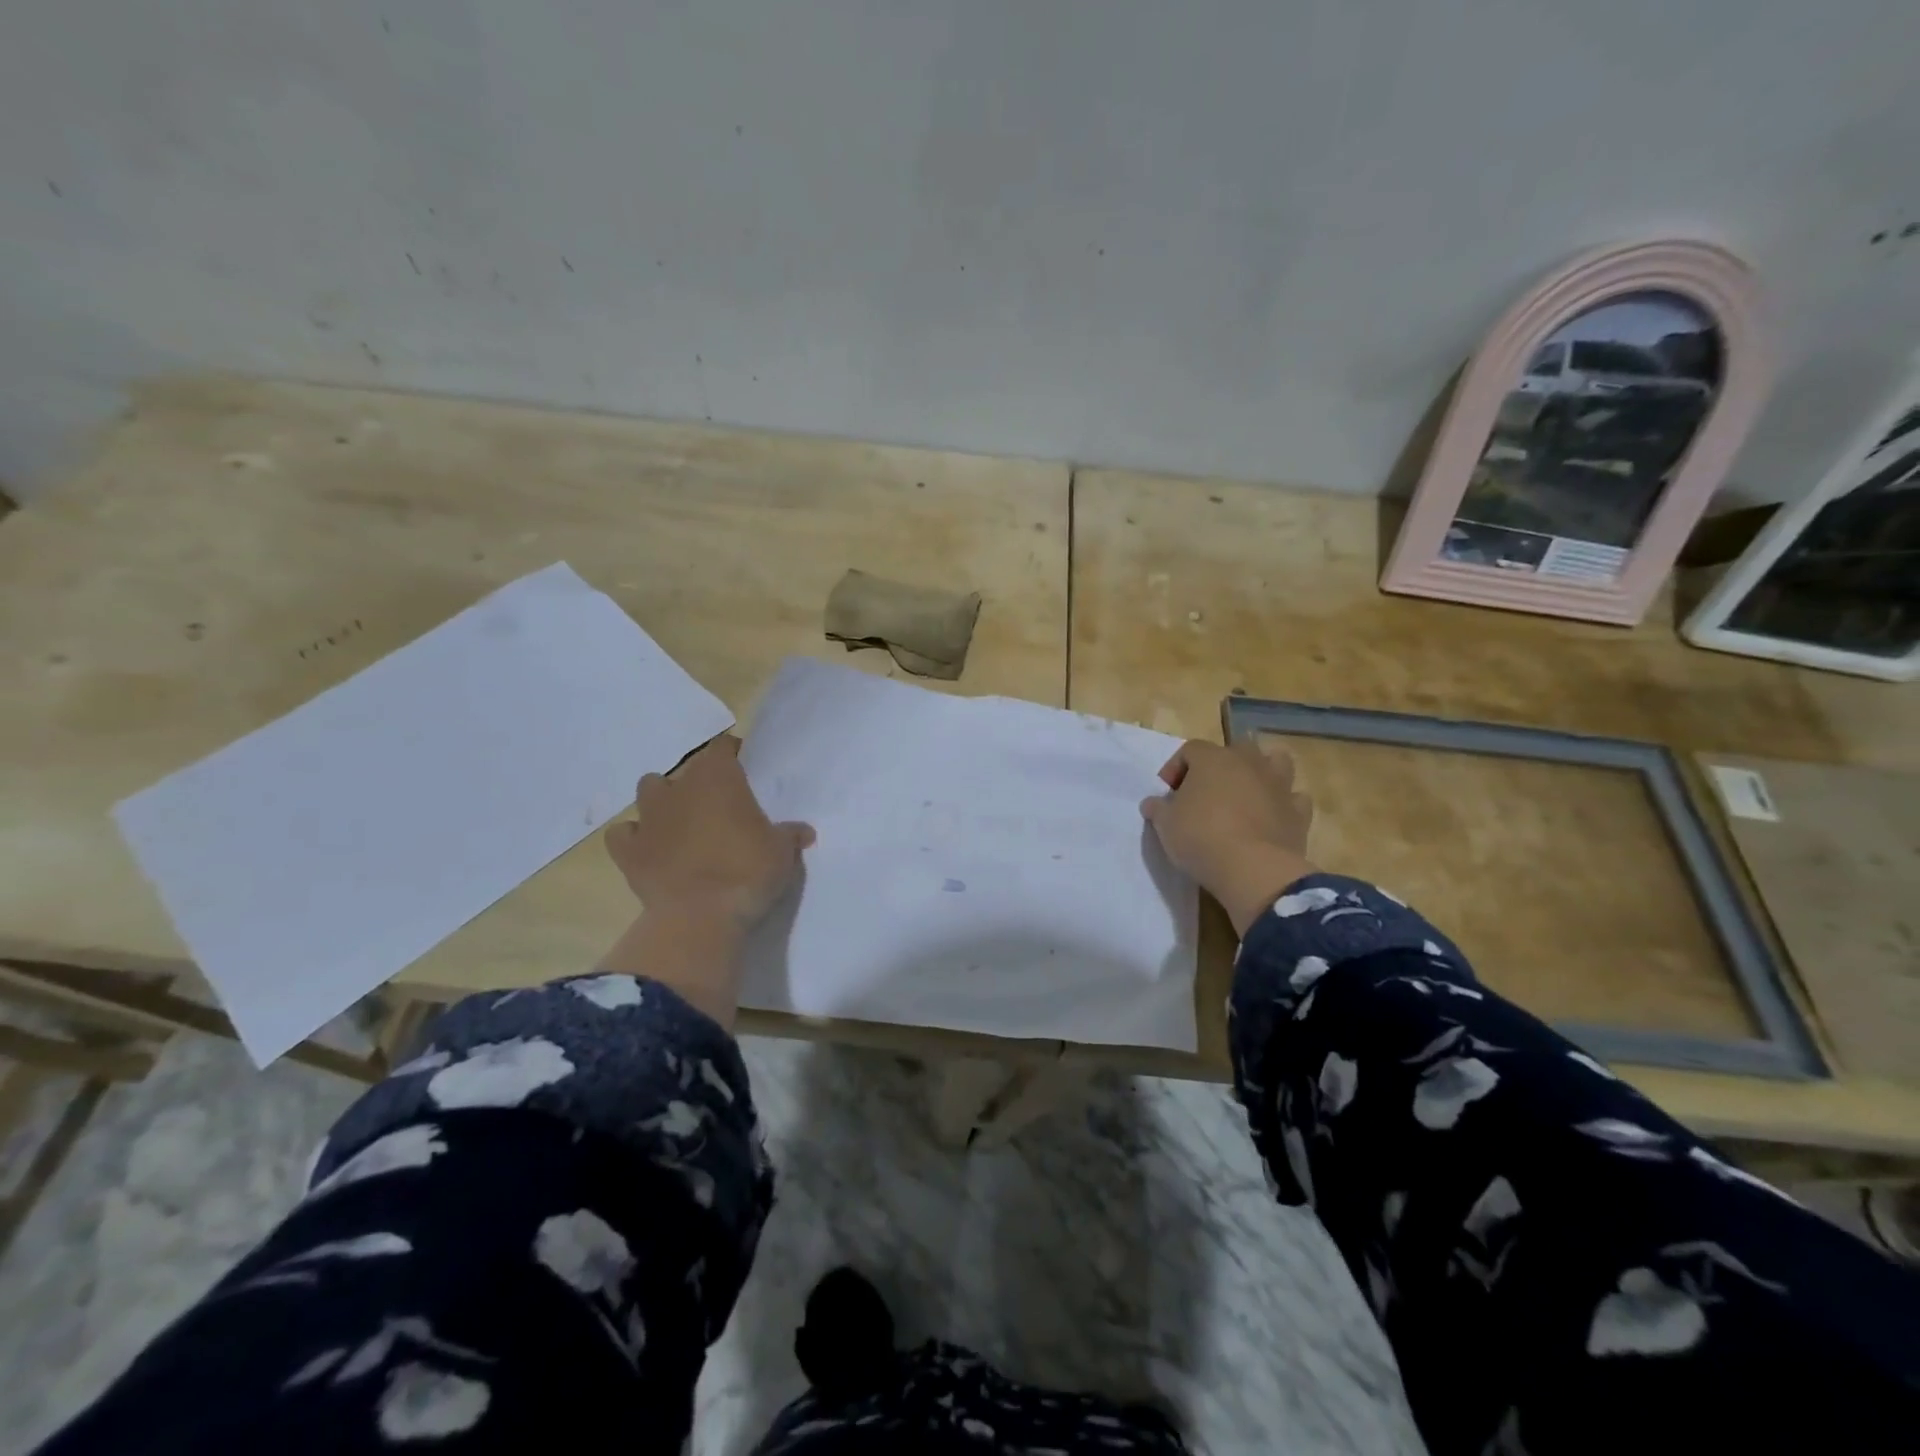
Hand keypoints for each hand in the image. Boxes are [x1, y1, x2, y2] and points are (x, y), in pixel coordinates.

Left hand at [604, 735, 814, 928]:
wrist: (701, 916)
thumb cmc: (748, 871)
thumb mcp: (782, 852)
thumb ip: (789, 835)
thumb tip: (802, 832)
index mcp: (718, 778)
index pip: (722, 748)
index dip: (731, 754)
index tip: (742, 767)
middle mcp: (679, 789)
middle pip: (684, 771)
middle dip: (697, 784)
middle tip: (716, 807)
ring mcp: (648, 819)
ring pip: (648, 792)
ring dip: (662, 803)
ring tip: (680, 824)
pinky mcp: (628, 852)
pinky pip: (623, 835)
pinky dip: (634, 838)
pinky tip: (648, 850)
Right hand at [1140, 738, 1316, 935]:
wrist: (1253, 869)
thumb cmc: (1201, 838)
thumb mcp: (1166, 825)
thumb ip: (1158, 809)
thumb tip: (1152, 803)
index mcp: (1212, 759)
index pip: (1190, 750)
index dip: (1176, 768)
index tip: (1167, 794)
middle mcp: (1248, 762)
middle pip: (1236, 749)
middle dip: (1221, 765)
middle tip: (1206, 792)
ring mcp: (1278, 785)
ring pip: (1276, 762)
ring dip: (1262, 773)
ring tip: (1246, 795)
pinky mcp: (1299, 812)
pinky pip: (1294, 799)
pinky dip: (1284, 805)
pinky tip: (1272, 819)